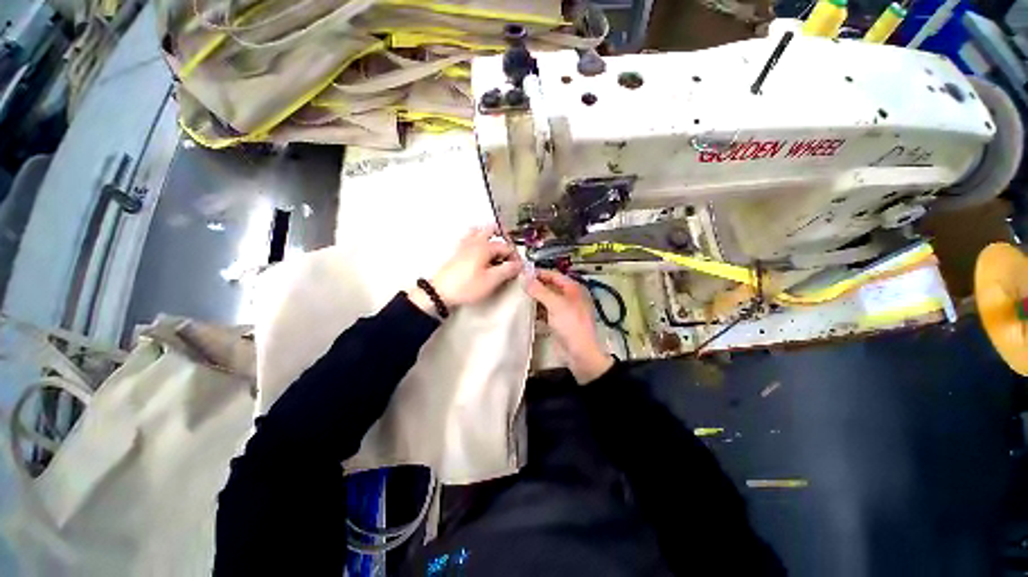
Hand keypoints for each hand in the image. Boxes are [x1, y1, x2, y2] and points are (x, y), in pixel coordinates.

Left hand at [409, 226, 522, 317]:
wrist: (441, 291)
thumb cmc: (466, 286)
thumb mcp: (491, 281)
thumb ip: (507, 270)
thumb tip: (519, 264)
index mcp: (485, 246)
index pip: (506, 247)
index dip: (515, 256)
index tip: (518, 267)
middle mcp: (475, 241)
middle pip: (492, 230)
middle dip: (503, 238)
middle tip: (510, 250)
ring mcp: (464, 245)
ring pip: (479, 231)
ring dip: (489, 235)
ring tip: (496, 246)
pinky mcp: (458, 252)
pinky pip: (470, 238)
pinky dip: (478, 239)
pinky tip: (480, 250)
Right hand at [526, 270, 613, 383]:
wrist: (580, 353)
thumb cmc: (571, 325)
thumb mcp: (555, 305)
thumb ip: (540, 290)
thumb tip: (525, 278)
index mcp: (573, 289)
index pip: (554, 275)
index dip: (539, 273)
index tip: (523, 273)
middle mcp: (570, 297)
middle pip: (550, 286)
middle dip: (535, 286)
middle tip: (518, 285)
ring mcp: (564, 310)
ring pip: (547, 299)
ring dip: (535, 298)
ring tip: (519, 296)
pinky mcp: (559, 322)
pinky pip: (546, 312)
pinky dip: (537, 310)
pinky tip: (526, 311)